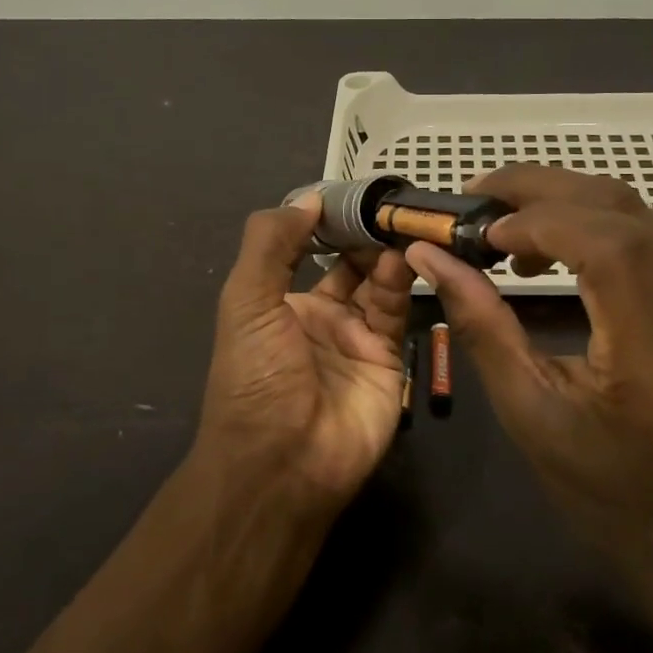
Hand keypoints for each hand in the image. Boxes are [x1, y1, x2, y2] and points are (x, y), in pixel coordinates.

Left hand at [195, 194, 414, 508]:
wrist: (284, 461)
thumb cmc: (256, 375)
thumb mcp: (246, 301)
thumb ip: (271, 244)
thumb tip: (308, 199)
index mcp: (279, 303)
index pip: (306, 249)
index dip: (326, 221)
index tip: (352, 191)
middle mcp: (319, 317)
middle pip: (348, 264)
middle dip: (364, 234)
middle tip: (389, 203)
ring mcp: (356, 338)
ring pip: (377, 283)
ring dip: (386, 253)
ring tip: (401, 223)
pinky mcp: (389, 359)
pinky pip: (397, 312)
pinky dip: (402, 283)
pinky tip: (405, 257)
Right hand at [405, 166, 652, 580]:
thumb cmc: (597, 483)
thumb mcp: (525, 410)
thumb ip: (479, 325)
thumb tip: (426, 254)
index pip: (612, 250)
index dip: (542, 222)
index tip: (481, 231)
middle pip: (626, 213)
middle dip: (545, 189)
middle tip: (478, 194)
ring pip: (641, 213)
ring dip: (567, 200)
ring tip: (505, 221)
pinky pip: (652, 236)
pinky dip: (594, 223)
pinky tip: (553, 245)